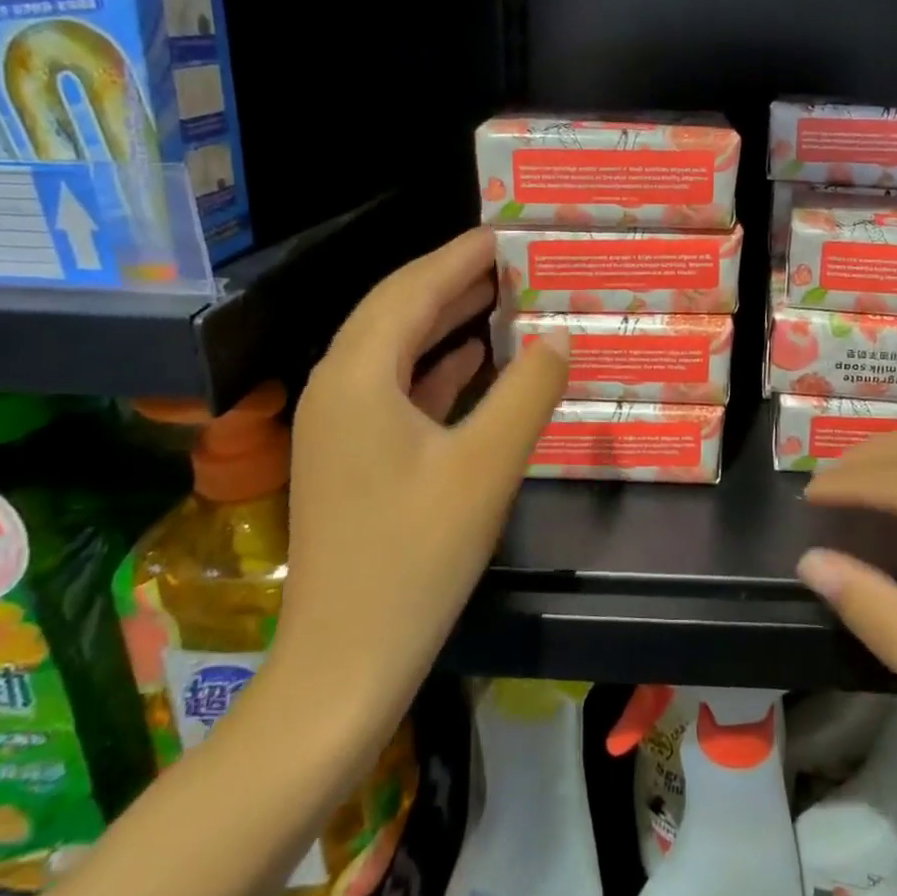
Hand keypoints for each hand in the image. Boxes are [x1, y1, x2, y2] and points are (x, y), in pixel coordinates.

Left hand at [279, 227, 568, 747]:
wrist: (345, 663)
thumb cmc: (416, 557)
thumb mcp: (487, 466)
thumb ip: (529, 391)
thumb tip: (558, 335)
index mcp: (358, 377)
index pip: (411, 290)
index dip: (459, 256)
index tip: (504, 232)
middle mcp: (338, 387)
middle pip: (396, 310)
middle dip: (451, 280)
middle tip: (510, 258)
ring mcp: (339, 424)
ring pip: (394, 347)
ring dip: (444, 318)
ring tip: (499, 294)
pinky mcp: (352, 455)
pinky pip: (395, 385)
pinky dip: (435, 363)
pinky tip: (473, 358)